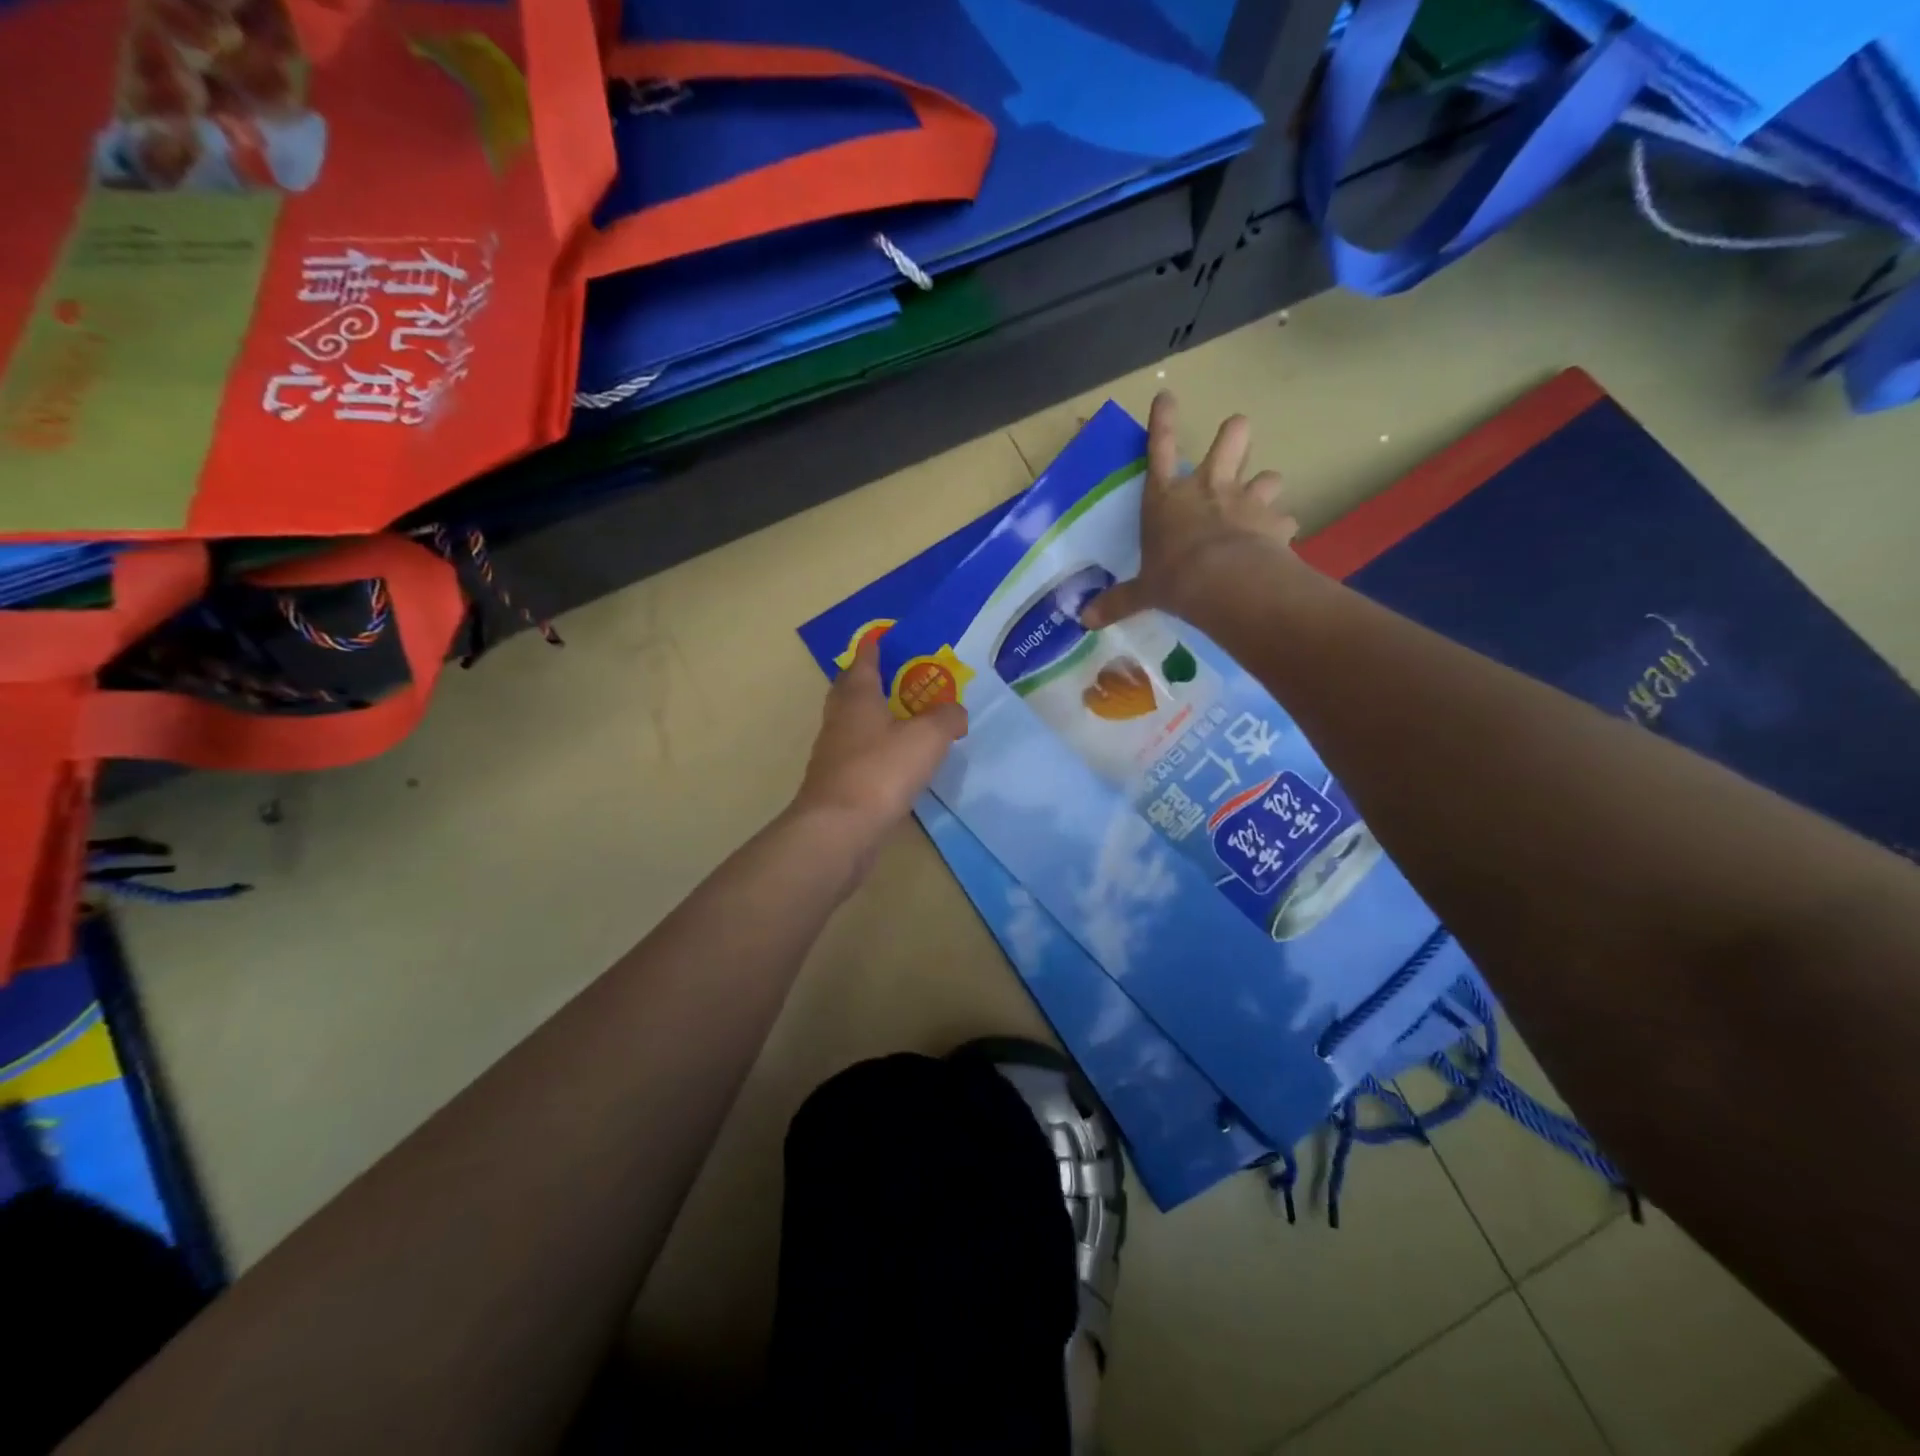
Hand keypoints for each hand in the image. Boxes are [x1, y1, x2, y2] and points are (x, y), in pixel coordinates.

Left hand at [791, 637, 967, 852]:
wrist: (838, 830)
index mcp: (857, 698)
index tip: (880, 638)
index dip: (873, 648)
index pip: (863, 662)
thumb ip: (946, 718)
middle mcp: (840, 720)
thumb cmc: (881, 771)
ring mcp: (834, 753)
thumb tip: (955, 711)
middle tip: (894, 677)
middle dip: (868, 680)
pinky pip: (858, 755)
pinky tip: (895, 761)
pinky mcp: (837, 784)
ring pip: (853, 724)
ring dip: (872, 717)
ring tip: (902, 718)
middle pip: (850, 691)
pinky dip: (875, 750)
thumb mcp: (927, 738)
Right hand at [1081, 391, 1301, 630]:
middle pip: (1233, 437)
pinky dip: (1281, 528)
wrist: (1224, 583)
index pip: (1161, 448)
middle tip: (1235, 445)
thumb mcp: (1143, 591)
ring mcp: (1246, 500)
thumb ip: (1119, 601)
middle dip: (1235, 435)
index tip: (1167, 397)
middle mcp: (1209, 488)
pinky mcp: (1275, 521)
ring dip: (1264, 488)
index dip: (1163, 421)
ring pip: (1269, 475)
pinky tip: (1277, 542)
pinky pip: (1285, 519)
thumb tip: (1086, 620)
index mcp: (1168, 498)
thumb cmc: (1174, 578)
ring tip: (1261, 505)